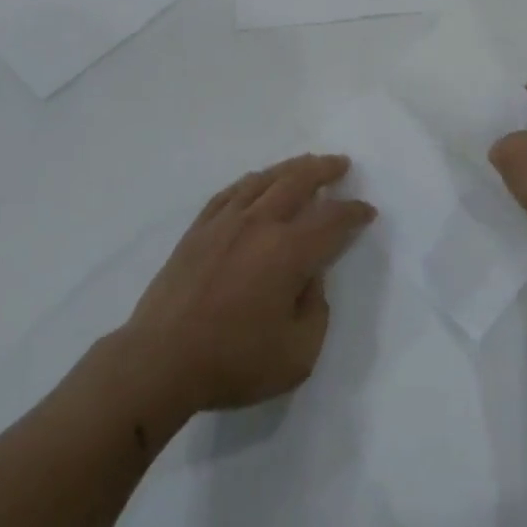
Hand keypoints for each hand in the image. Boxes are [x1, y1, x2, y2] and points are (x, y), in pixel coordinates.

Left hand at [120, 154, 375, 414]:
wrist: (159, 362)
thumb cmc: (233, 362)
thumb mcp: (298, 354)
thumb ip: (316, 310)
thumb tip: (310, 278)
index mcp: (288, 252)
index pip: (331, 220)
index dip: (354, 213)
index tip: (367, 212)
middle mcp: (259, 224)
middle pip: (298, 182)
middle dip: (324, 170)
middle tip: (341, 164)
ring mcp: (224, 222)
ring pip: (263, 180)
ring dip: (290, 168)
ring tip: (306, 164)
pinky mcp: (198, 230)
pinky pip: (231, 192)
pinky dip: (251, 181)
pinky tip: (257, 182)